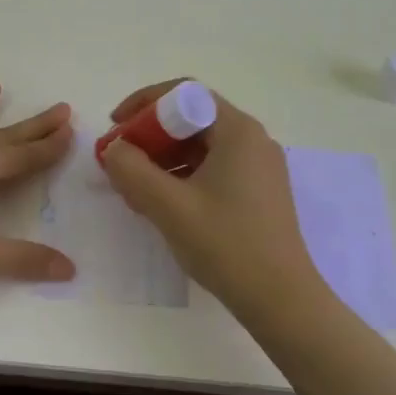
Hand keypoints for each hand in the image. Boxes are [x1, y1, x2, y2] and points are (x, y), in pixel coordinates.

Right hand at [100, 79, 325, 321]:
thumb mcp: (169, 205)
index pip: (184, 93)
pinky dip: (182, 175)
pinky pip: (213, 167)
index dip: (143, 104)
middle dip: (150, 134)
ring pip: (201, 145)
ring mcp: (259, 167)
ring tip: (134, 185)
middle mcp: (252, 140)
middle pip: (192, 118)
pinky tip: (161, 202)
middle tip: (120, 159)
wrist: (281, 301)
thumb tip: (114, 149)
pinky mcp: (258, 192)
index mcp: (237, 131)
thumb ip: (132, 170)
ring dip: (163, 157)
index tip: (115, 126)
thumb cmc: (226, 244)